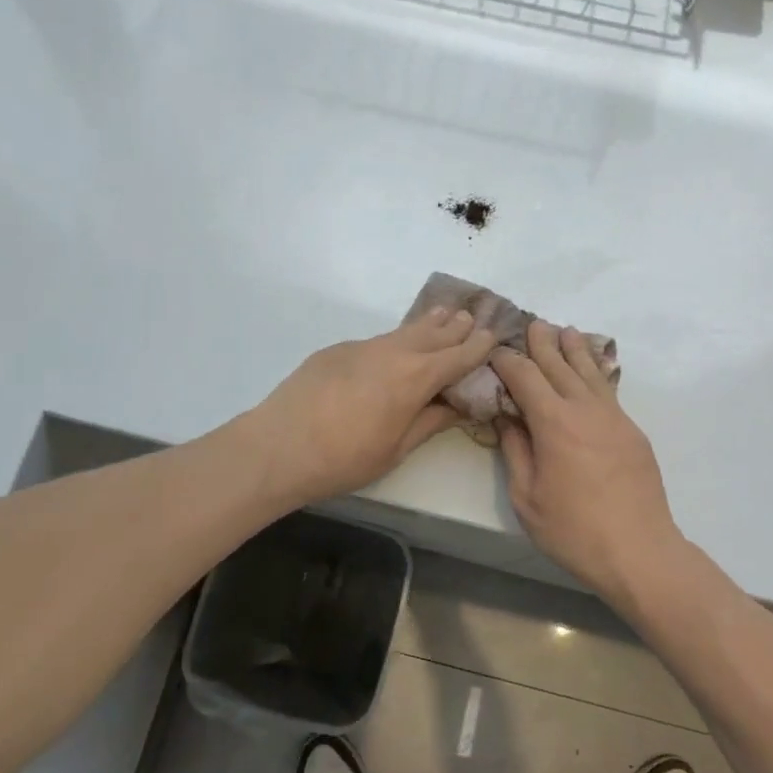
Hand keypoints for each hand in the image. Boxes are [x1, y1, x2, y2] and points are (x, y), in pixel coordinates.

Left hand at [247, 308, 497, 503]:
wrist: (278, 447)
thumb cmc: (344, 459)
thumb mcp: (396, 449)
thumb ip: (430, 422)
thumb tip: (458, 406)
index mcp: (415, 378)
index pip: (457, 356)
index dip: (478, 346)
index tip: (494, 335)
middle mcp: (393, 353)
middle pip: (433, 334)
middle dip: (455, 327)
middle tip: (473, 316)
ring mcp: (361, 347)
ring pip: (403, 331)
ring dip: (427, 324)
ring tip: (444, 313)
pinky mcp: (336, 350)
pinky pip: (376, 341)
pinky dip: (395, 339)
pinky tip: (394, 347)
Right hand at [493, 320, 681, 602]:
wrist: (639, 550)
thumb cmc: (573, 529)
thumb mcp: (526, 496)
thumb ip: (515, 450)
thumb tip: (505, 417)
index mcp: (553, 422)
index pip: (526, 377)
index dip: (508, 360)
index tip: (495, 349)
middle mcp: (585, 409)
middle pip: (560, 365)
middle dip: (542, 343)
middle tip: (531, 323)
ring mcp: (614, 417)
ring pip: (590, 372)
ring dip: (574, 349)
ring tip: (565, 330)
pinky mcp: (632, 431)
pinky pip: (609, 390)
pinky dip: (596, 372)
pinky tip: (592, 369)